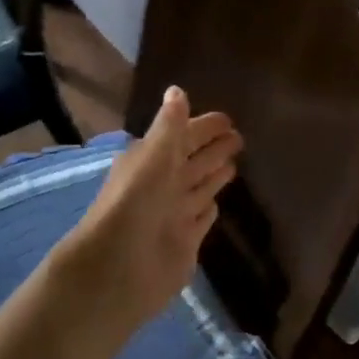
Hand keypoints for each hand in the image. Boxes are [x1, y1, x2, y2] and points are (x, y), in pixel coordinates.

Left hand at [54, 87, 242, 338]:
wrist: (118, 269)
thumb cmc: (136, 202)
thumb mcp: (154, 154)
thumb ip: (170, 125)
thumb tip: (177, 89)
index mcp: (152, 160)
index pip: (184, 136)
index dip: (204, 127)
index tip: (228, 119)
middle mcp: (163, 184)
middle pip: (194, 160)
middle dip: (215, 148)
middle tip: (240, 137)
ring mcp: (174, 214)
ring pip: (199, 187)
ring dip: (215, 175)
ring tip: (235, 163)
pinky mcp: (185, 243)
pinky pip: (200, 219)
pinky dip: (208, 209)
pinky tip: (217, 204)